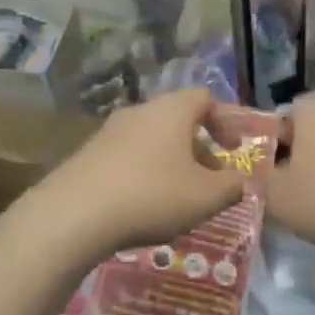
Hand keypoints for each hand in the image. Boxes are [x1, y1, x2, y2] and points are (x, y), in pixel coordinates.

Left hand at [21, 89, 249, 260]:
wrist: (74, 215)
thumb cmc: (152, 195)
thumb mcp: (206, 197)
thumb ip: (232, 186)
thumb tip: (240, 181)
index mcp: (172, 110)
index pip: (205, 99)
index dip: (224, 122)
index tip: (233, 151)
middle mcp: (140, 111)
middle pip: (177, 121)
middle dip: (198, 149)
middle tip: (209, 181)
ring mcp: (109, 132)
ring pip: (151, 140)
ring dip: (170, 163)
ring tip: (177, 199)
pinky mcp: (87, 154)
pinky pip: (127, 157)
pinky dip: (143, 174)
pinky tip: (142, 207)